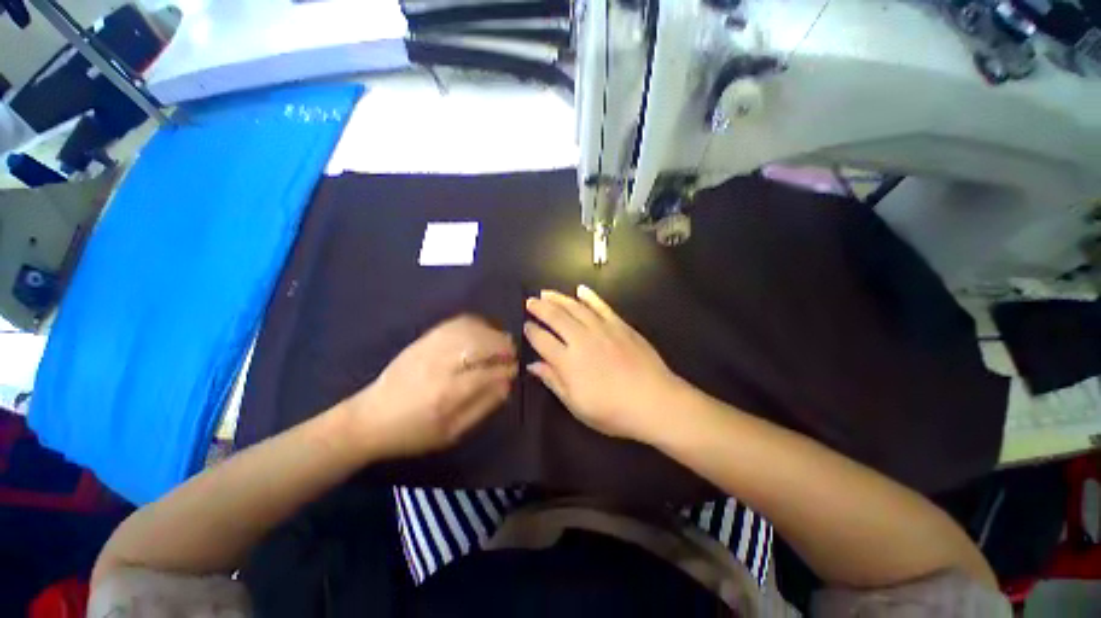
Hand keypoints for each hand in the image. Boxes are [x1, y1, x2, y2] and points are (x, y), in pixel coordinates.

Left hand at [347, 315, 517, 457]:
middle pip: (482, 344)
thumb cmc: (413, 433)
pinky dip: (474, 323)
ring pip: (471, 330)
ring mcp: (430, 348)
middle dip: (503, 346)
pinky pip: (455, 323)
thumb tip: (506, 384)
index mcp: (447, 394)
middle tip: (511, 354)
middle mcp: (441, 365)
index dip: (507, 369)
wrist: (369, 419)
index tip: (515, 370)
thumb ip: (482, 406)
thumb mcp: (451, 433)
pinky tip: (482, 330)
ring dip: (492, 333)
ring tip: (501, 341)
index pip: (488, 373)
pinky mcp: (423, 339)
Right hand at [524, 285, 685, 441]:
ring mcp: (601, 328)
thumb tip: (533, 365)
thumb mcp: (576, 404)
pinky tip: (580, 289)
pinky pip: (601, 306)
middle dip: (539, 308)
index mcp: (568, 361)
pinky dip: (590, 296)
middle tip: (530, 301)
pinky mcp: (619, 324)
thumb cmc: (612, 410)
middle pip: (555, 317)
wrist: (654, 401)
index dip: (531, 332)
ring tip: (546, 293)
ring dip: (558, 298)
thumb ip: (553, 381)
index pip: (542, 340)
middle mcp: (581, 339)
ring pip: (575, 307)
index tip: (526, 326)